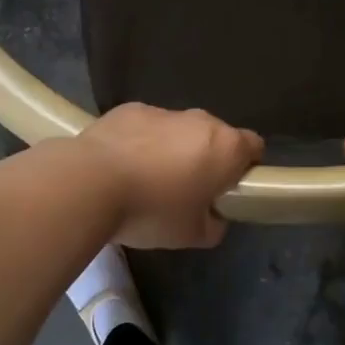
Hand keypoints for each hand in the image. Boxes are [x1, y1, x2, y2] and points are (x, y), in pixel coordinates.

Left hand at [76, 104, 263, 248]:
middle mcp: (200, 120)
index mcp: (226, 147)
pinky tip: (120, 168)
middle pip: (215, 137)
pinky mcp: (129, 109)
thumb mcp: (192, 236)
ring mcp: (163, 111)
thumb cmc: (152, 211)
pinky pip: (145, 127)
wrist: (90, 183)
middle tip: (185, 192)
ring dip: (171, 150)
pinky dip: (140, 143)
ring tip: (145, 181)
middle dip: (206, 159)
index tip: (227, 190)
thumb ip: (214, 225)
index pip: (254, 147)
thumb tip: (213, 217)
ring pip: (178, 131)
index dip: (244, 169)